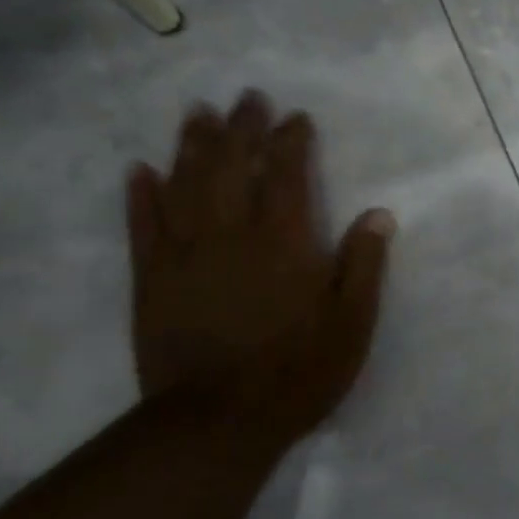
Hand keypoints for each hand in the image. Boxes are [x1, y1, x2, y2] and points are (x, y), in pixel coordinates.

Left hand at [125, 91, 393, 444]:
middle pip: (232, 166)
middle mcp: (231, 234)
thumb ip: (364, 265)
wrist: (218, 421)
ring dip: (192, 144)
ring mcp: (185, 254)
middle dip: (241, 127)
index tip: (296, 117)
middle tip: (246, 97)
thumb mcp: (352, 323)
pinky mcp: (152, 279)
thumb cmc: (298, 371)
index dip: (291, 140)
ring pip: (184, 184)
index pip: (285, 174)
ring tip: (198, 113)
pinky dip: (140, 194)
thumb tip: (378, 214)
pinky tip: (140, 170)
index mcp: (283, 242)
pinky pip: (142, 226)